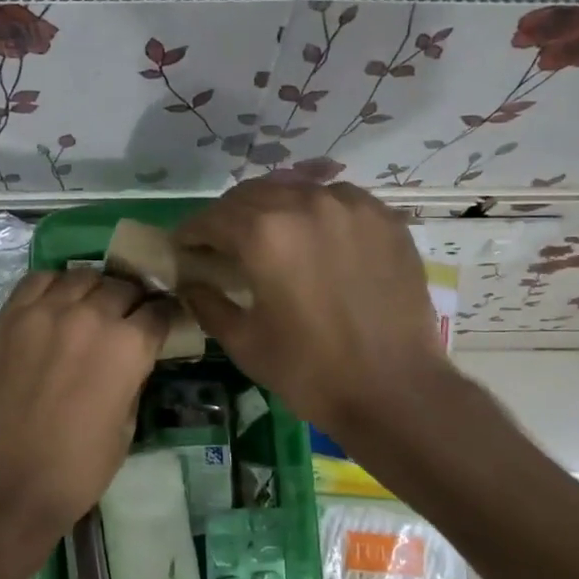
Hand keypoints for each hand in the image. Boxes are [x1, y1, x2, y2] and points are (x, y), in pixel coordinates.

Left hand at [0, 270, 172, 541]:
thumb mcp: (127, 426)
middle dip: (132, 300)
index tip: (163, 321)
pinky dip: (54, 286)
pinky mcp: (9, 317)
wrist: (5, 483)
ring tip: (90, 306)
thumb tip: (132, 358)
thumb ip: (133, 378)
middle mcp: (90, 316)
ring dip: (94, 289)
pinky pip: (38, 280)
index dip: (165, 315)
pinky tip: (55, 303)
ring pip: (82, 276)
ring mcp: (45, 311)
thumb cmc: (77, 468)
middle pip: (122, 286)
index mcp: (128, 346)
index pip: (159, 310)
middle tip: (127, 317)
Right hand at [175, 180, 446, 434]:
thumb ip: (207, 304)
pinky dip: (315, 211)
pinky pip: (337, 199)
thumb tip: (189, 282)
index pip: (212, 218)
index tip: (183, 247)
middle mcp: (306, 204)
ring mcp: (351, 206)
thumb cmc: (310, 371)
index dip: (191, 232)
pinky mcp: (384, 218)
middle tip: (221, 243)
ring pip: (296, 189)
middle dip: (228, 216)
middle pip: (251, 195)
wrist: (395, 389)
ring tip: (268, 235)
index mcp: (264, 234)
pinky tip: (315, 236)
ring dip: (272, 208)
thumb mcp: (244, 343)